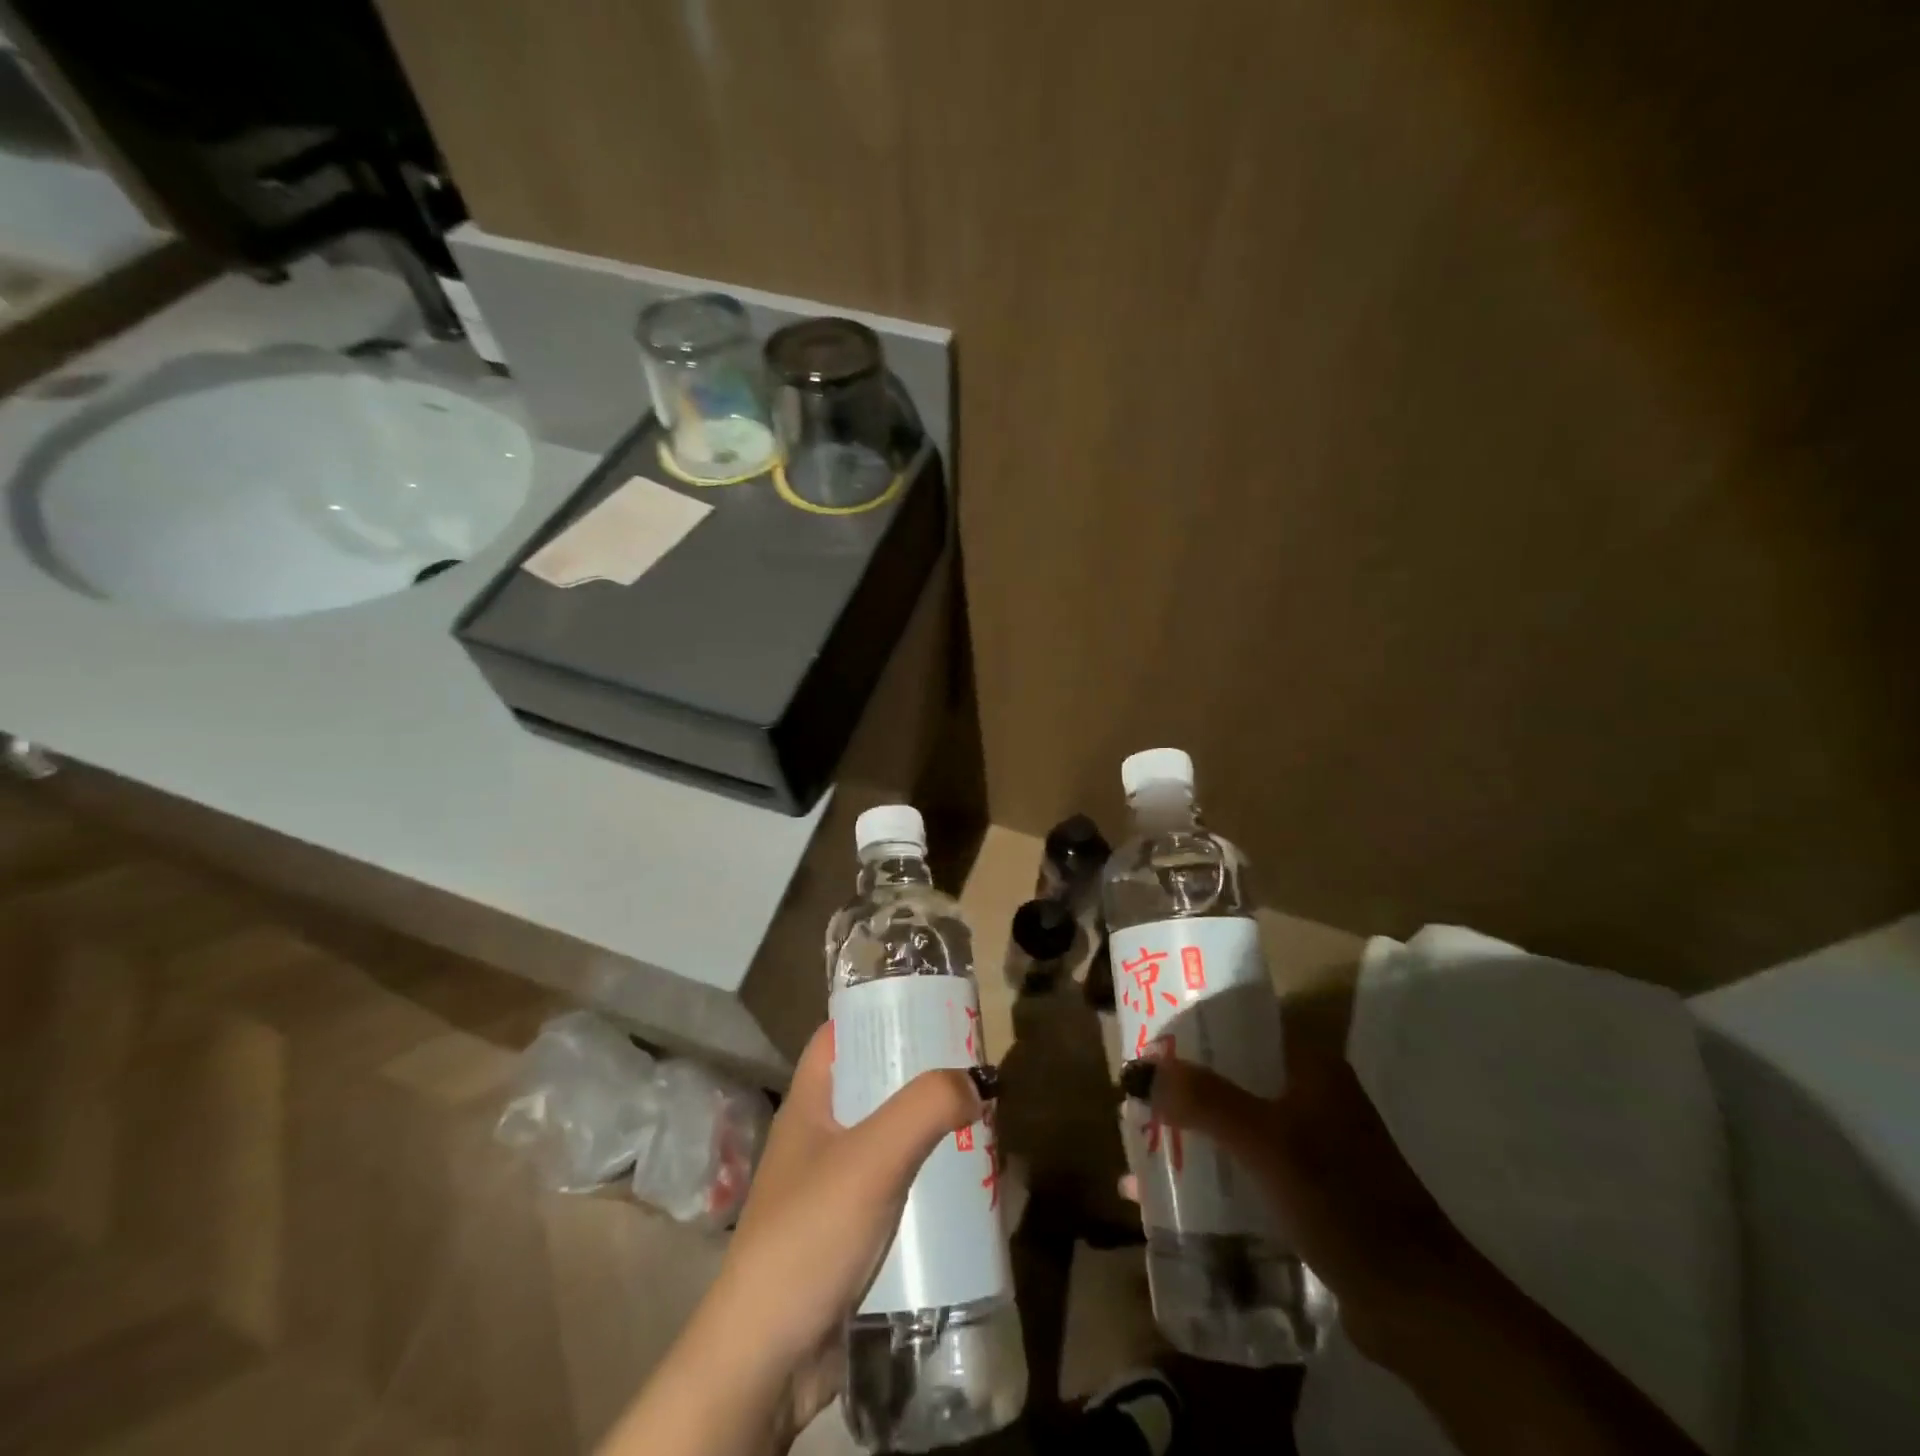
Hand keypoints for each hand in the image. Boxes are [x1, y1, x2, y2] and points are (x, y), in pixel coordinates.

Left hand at [600, 1025, 981, 1455]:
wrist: (767, 1359)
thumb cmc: (810, 1235)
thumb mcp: (872, 1158)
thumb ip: (925, 1108)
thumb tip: (976, 1081)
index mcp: (811, 1102)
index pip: (841, 1034)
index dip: (880, 1014)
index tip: (932, 1009)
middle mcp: (819, 1134)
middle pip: (874, 1084)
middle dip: (921, 1076)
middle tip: (974, 1071)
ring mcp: (833, 1185)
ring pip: (890, 1137)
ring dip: (931, 1130)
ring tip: (983, 1125)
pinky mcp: (850, 1231)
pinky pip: (897, 1186)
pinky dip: (928, 1179)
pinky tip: (966, 1188)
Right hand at [1128, 1036, 1708, 1455]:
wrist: (1418, 1306)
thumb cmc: (1341, 1200)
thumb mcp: (1265, 1142)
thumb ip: (1202, 1099)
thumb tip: (1134, 1069)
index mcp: (1310, 1065)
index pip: (1243, 1021)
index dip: (1193, 1022)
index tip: (1145, 1031)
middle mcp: (1310, 1094)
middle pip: (1231, 1072)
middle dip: (1179, 1082)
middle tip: (1131, 1089)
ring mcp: (1310, 1144)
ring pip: (1233, 1119)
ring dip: (1188, 1127)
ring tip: (1138, 1137)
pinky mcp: (1306, 1189)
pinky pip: (1243, 1162)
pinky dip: (1208, 1168)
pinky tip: (1166, 1192)